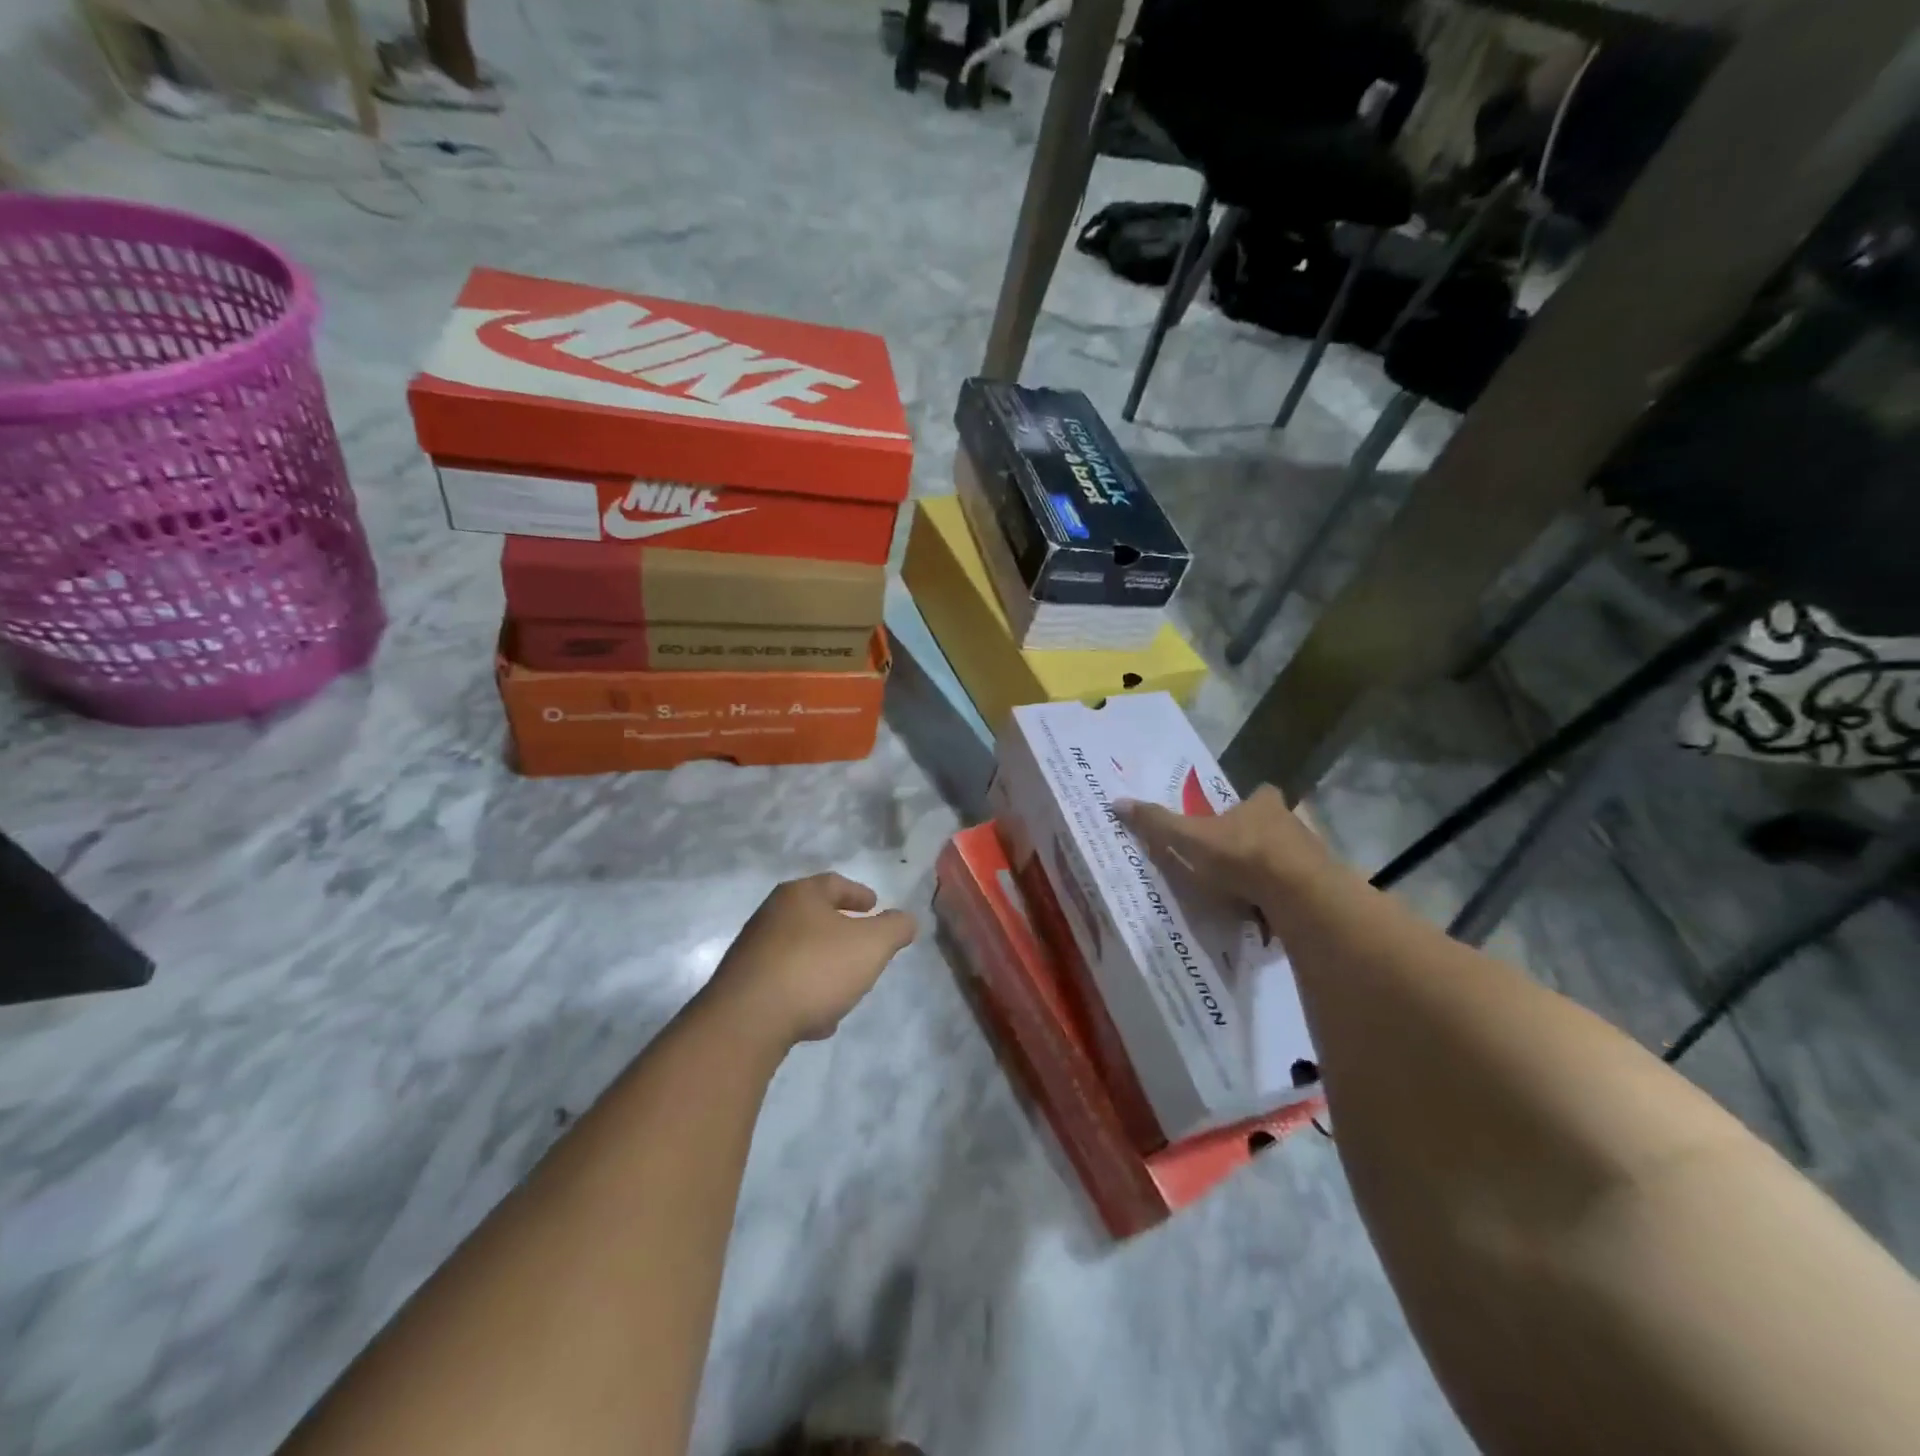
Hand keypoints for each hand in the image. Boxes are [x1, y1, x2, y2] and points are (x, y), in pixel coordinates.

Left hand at [705, 873, 917, 1046]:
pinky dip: (804, 991)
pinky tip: (818, 1017)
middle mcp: (771, 915)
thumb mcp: (872, 945)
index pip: (834, 883)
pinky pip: (783, 982)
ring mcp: (752, 951)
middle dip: (840, 929)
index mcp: (800, 895)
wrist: (747, 1021)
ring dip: (823, 963)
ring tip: (845, 984)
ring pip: (798, 950)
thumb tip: (906, 919)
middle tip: (864, 944)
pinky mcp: (742, 986)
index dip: (858, 894)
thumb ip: (894, 928)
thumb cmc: (815, 968)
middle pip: (813, 916)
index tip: (875, 905)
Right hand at [1119, 785, 1334, 914]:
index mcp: (1263, 804)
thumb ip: (1158, 823)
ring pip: (1289, 858)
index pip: (1258, 795)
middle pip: (1274, 826)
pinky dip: (1285, 898)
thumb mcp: (1190, 838)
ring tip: (1248, 892)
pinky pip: (1299, 889)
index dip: (1245, 805)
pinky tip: (1268, 914)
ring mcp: (1312, 855)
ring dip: (1273, 870)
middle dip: (1258, 839)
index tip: (1230, 821)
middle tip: (1234, 860)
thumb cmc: (1242, 856)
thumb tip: (1117, 802)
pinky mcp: (1323, 887)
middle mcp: (1292, 822)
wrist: (1300, 895)